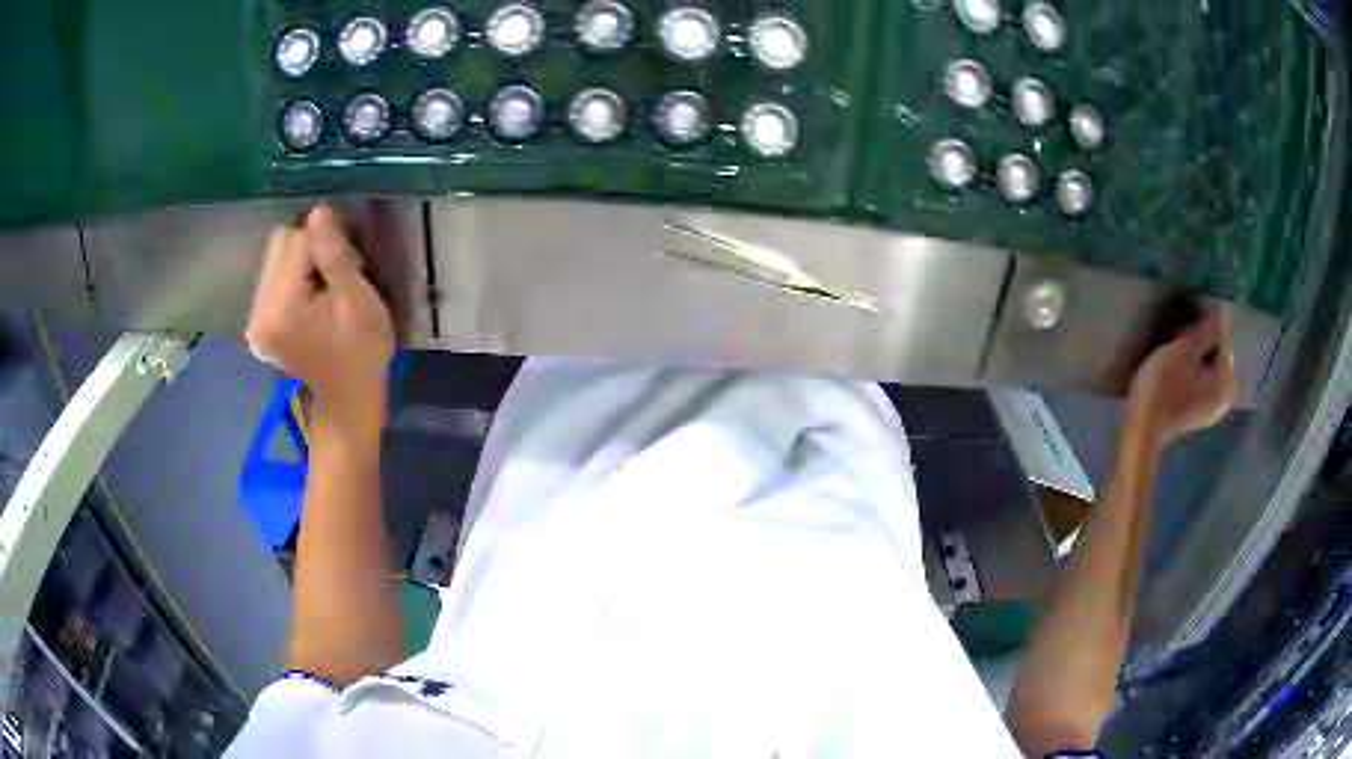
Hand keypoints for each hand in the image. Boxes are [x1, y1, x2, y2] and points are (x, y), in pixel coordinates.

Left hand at [246, 205, 394, 425]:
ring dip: (301, 265)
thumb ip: (334, 255)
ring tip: (324, 293)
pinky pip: (272, 278)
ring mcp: (254, 320)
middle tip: (335, 280)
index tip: (348, 267)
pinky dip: (293, 280)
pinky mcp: (257, 325)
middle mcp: (257, 312)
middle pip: (279, 244)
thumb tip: (319, 211)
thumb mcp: (358, 301)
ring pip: (274, 258)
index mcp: (281, 308)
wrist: (347, 405)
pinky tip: (310, 303)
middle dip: (310, 252)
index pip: (297, 241)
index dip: (327, 245)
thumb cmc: (361, 355)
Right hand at [1126, 310, 1236, 446]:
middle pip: (1216, 355)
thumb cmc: (1163, 388)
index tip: (1182, 331)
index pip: (1222, 339)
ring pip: (1207, 369)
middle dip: (1199, 344)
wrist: (1141, 431)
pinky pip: (1200, 384)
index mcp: (1226, 381)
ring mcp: (1212, 410)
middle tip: (1175, 344)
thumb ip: (1207, 331)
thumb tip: (1224, 312)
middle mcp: (1225, 397)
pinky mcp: (1198, 415)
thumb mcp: (1184, 351)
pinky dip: (1190, 374)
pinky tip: (1174, 377)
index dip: (1203, 329)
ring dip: (1193, 358)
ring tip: (1172, 358)